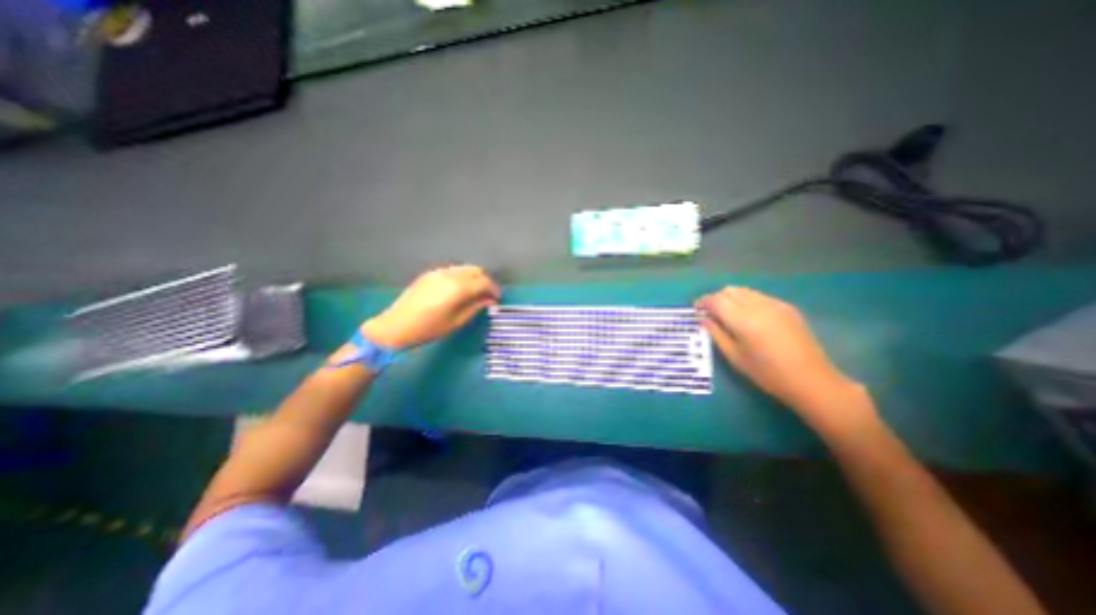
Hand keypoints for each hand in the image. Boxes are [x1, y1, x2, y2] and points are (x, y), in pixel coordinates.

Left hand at [360, 265, 498, 349]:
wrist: (396, 326)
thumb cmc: (429, 328)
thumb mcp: (456, 321)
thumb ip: (475, 307)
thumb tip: (490, 300)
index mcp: (458, 287)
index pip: (484, 282)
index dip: (494, 289)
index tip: (497, 298)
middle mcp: (450, 274)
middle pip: (476, 270)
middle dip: (485, 281)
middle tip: (487, 295)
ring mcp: (438, 272)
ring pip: (464, 268)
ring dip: (473, 278)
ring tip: (474, 293)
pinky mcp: (429, 274)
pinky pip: (452, 270)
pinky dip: (461, 277)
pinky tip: (458, 290)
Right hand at [697, 287, 869, 417]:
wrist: (811, 380)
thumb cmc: (767, 373)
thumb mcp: (735, 356)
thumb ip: (716, 333)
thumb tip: (703, 318)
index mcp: (744, 320)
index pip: (717, 300)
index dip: (703, 302)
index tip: (696, 310)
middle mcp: (759, 306)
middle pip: (730, 290)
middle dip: (716, 298)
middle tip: (710, 313)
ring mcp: (776, 305)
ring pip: (745, 291)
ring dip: (731, 298)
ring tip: (727, 315)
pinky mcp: (787, 308)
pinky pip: (759, 296)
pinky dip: (747, 301)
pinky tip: (748, 318)